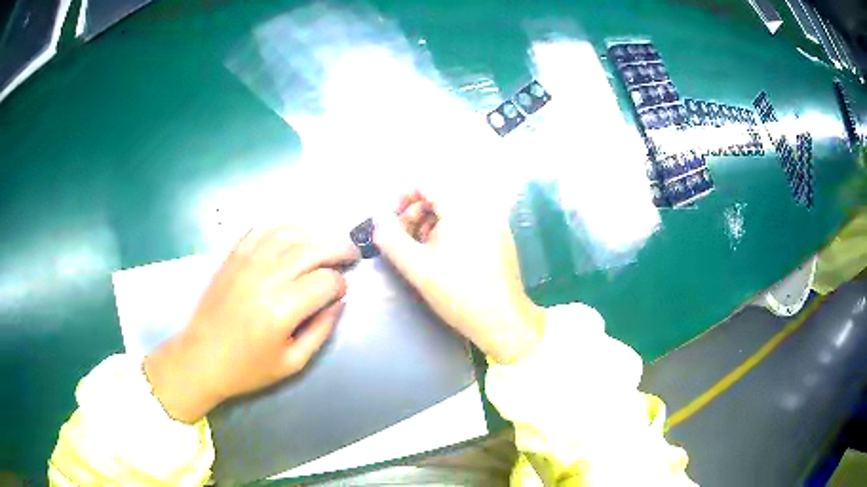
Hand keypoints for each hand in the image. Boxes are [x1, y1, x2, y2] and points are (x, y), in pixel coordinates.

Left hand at [144, 226, 358, 422]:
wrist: (201, 357)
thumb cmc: (247, 368)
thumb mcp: (292, 363)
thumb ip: (321, 330)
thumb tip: (338, 302)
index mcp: (281, 309)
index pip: (325, 282)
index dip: (341, 284)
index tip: (342, 292)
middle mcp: (265, 277)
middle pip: (312, 249)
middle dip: (338, 248)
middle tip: (351, 254)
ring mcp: (246, 261)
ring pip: (290, 233)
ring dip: (315, 234)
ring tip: (328, 242)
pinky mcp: (233, 255)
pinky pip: (263, 229)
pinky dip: (284, 227)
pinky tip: (295, 235)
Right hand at [374, 190, 544, 363]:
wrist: (502, 321)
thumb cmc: (458, 293)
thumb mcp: (417, 267)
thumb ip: (391, 239)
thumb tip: (378, 218)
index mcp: (462, 209)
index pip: (426, 183)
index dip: (403, 198)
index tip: (392, 222)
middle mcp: (481, 208)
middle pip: (439, 196)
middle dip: (415, 214)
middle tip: (404, 241)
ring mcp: (494, 223)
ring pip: (453, 211)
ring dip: (430, 225)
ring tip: (422, 253)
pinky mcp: (500, 238)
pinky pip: (468, 224)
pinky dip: (449, 233)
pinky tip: (444, 258)